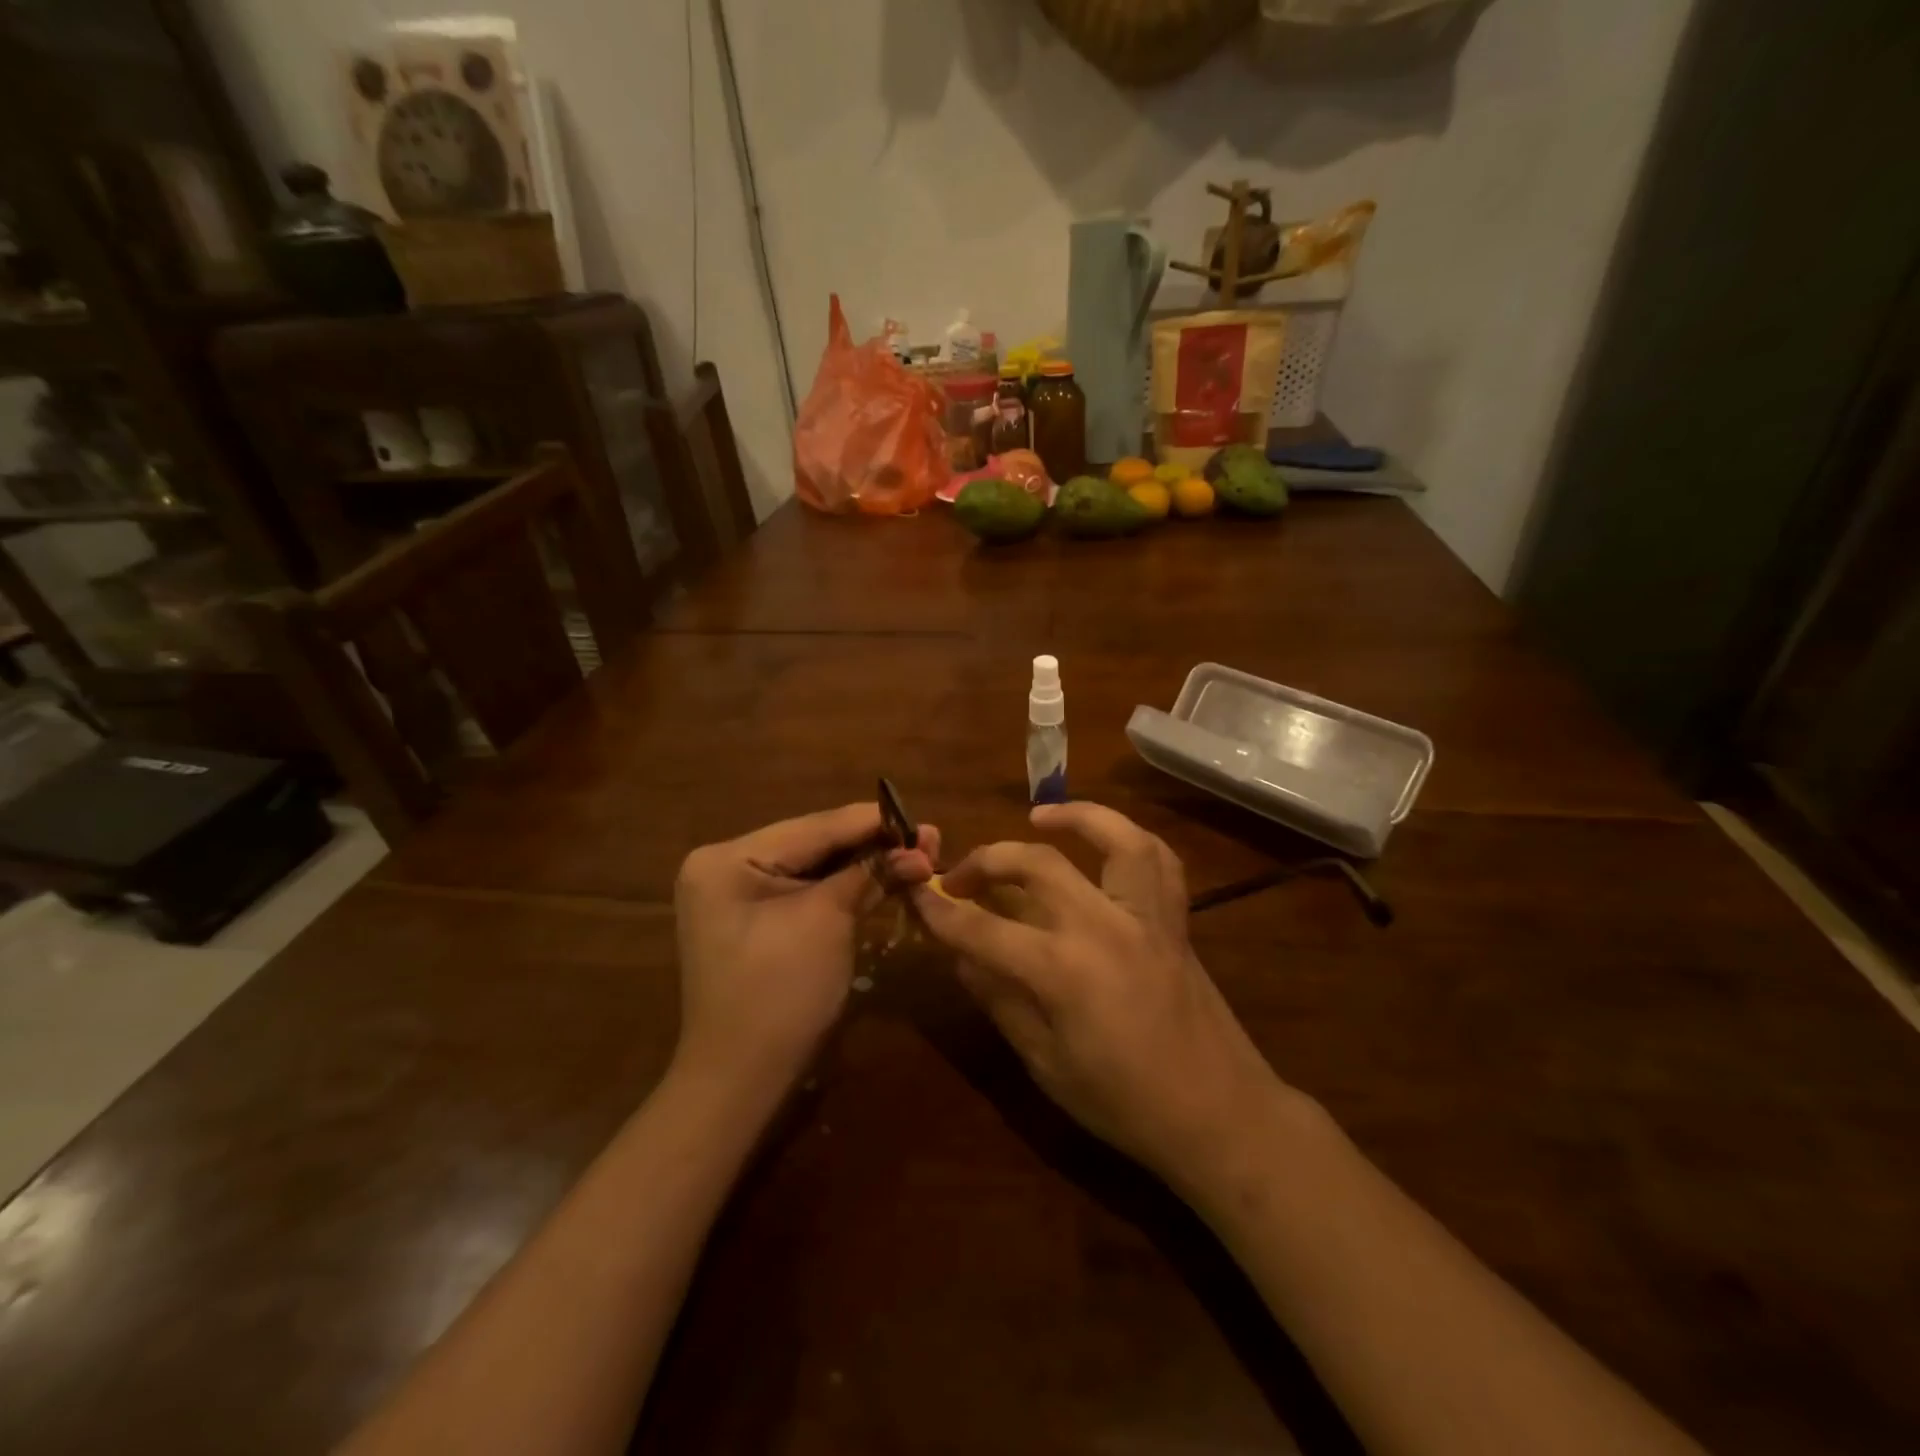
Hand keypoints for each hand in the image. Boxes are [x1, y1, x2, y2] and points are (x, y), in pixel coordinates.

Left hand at [674, 804, 938, 1087]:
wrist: (742, 1082)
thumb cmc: (780, 994)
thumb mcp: (827, 921)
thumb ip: (870, 874)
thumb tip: (920, 850)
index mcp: (728, 858)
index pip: (814, 827)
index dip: (873, 822)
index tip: (922, 820)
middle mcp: (727, 867)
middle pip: (814, 844)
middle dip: (873, 844)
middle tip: (929, 839)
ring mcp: (739, 896)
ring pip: (815, 868)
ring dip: (865, 864)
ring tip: (918, 854)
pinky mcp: (757, 921)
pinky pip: (807, 892)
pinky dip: (846, 887)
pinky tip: (886, 877)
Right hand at [911, 802, 1283, 1183]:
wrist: (1218, 1114)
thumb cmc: (1125, 1103)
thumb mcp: (1046, 1064)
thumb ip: (1002, 1002)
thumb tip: (964, 956)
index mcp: (1063, 971)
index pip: (983, 928)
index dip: (943, 912)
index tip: (917, 896)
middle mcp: (1103, 926)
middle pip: (1035, 864)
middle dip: (986, 860)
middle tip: (960, 876)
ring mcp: (1144, 916)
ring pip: (1112, 838)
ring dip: (1073, 817)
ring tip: (1038, 817)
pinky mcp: (1174, 920)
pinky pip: (1159, 860)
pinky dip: (1129, 838)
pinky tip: (1104, 841)